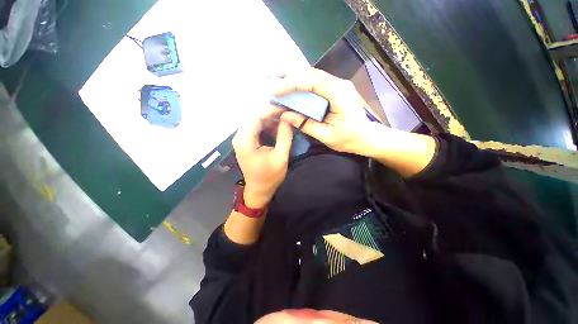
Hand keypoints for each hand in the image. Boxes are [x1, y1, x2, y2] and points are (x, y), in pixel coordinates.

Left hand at [233, 107, 293, 208]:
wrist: (259, 190)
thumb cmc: (270, 177)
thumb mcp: (281, 157)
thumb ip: (285, 136)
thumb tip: (287, 119)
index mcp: (245, 140)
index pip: (257, 117)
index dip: (272, 110)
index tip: (286, 108)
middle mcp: (240, 137)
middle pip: (255, 118)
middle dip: (272, 115)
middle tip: (287, 114)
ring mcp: (242, 140)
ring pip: (256, 123)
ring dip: (270, 122)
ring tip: (285, 122)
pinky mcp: (246, 143)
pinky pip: (256, 130)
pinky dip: (267, 128)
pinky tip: (278, 130)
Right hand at [274, 68, 372, 154]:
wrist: (367, 137)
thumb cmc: (349, 139)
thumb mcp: (326, 136)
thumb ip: (306, 125)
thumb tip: (284, 115)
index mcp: (339, 95)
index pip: (312, 82)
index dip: (292, 83)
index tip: (275, 90)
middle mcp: (339, 84)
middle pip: (312, 73)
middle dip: (289, 74)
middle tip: (271, 77)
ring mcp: (339, 84)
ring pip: (314, 75)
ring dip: (295, 76)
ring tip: (277, 79)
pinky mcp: (336, 88)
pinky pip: (317, 81)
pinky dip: (302, 82)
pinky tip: (292, 85)